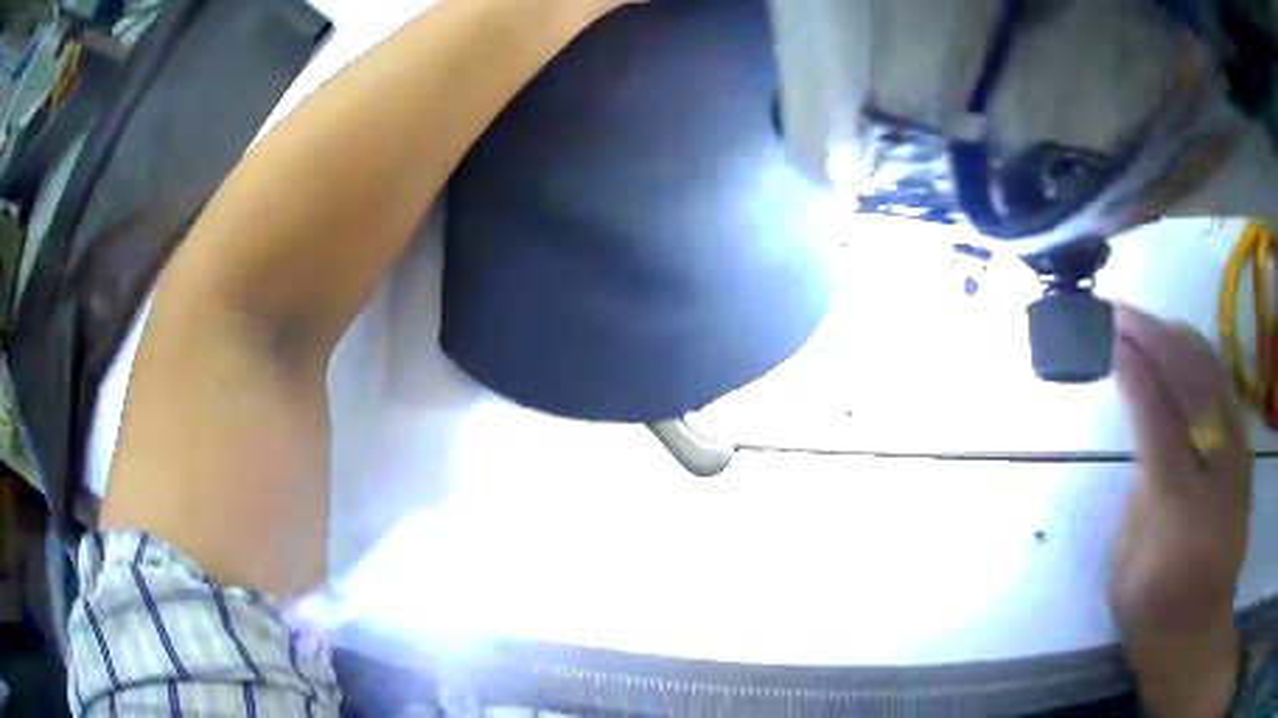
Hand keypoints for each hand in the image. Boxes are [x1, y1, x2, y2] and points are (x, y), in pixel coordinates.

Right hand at [1108, 305, 1252, 717]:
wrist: (1198, 631)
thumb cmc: (1152, 609)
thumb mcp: (1125, 562)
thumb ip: (1138, 492)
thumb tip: (1144, 441)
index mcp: (1175, 499)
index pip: (1152, 409)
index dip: (1129, 364)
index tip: (1105, 332)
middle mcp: (1213, 463)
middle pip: (1186, 375)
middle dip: (1151, 334)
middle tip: (1120, 314)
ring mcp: (1234, 454)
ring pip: (1210, 370)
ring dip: (1177, 338)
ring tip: (1149, 325)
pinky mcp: (1243, 454)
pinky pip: (1224, 387)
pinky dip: (1201, 360)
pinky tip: (1184, 352)